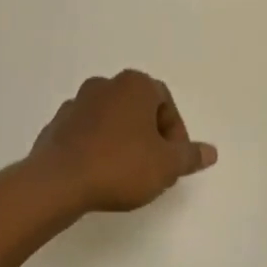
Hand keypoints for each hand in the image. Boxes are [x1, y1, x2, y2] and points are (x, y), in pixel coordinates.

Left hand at [27, 69, 217, 214]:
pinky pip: (86, 133)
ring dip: (123, 140)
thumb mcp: (166, 165)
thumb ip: (190, 156)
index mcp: (135, 85)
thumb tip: (210, 152)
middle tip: (154, 168)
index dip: (175, 134)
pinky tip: (99, 174)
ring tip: (127, 174)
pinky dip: (97, 147)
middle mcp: (105, 85)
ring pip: (111, 119)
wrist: (58, 181)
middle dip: (150, 136)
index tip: (173, 162)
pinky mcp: (56, 125)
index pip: (166, 102)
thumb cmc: (120, 165)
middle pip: (138, 109)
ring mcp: (76, 103)